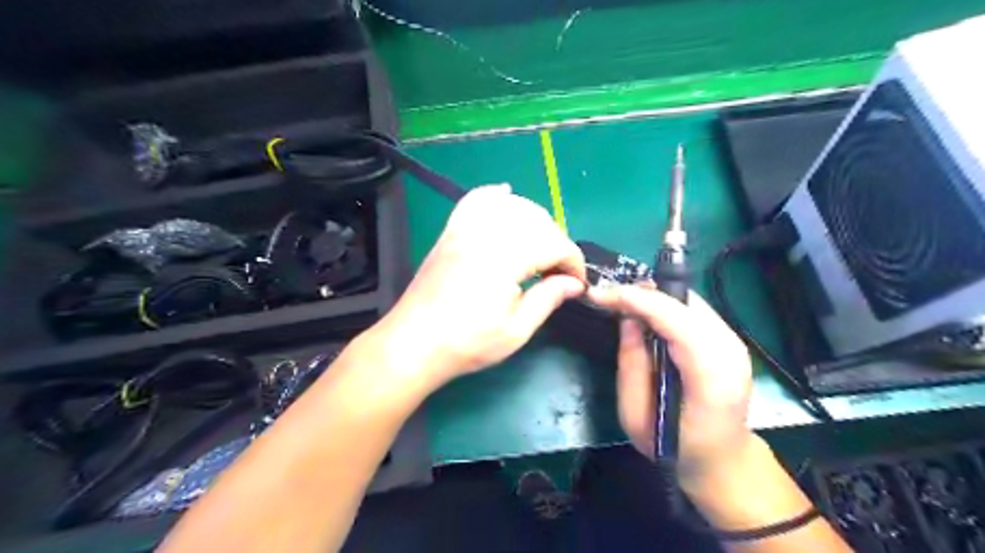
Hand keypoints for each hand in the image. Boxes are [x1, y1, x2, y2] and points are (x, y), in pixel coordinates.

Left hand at [369, 188, 582, 391]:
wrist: (413, 343)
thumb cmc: (466, 343)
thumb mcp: (516, 331)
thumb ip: (548, 299)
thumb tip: (574, 283)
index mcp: (505, 259)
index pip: (555, 244)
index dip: (573, 262)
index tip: (577, 284)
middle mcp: (486, 234)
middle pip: (537, 220)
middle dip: (557, 243)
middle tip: (558, 273)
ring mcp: (465, 229)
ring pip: (511, 206)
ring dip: (534, 221)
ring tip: (540, 248)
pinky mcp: (451, 232)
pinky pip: (476, 200)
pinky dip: (495, 196)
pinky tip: (507, 195)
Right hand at [584, 287, 756, 490]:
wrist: (722, 460)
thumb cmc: (675, 447)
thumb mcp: (636, 415)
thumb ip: (631, 363)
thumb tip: (628, 319)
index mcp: (711, 377)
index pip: (676, 321)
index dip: (636, 300)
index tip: (598, 294)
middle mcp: (730, 351)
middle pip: (684, 303)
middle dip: (641, 294)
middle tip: (607, 298)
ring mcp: (734, 342)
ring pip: (688, 301)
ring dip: (653, 297)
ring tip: (622, 303)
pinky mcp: (729, 339)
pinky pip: (693, 309)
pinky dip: (666, 305)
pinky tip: (646, 315)